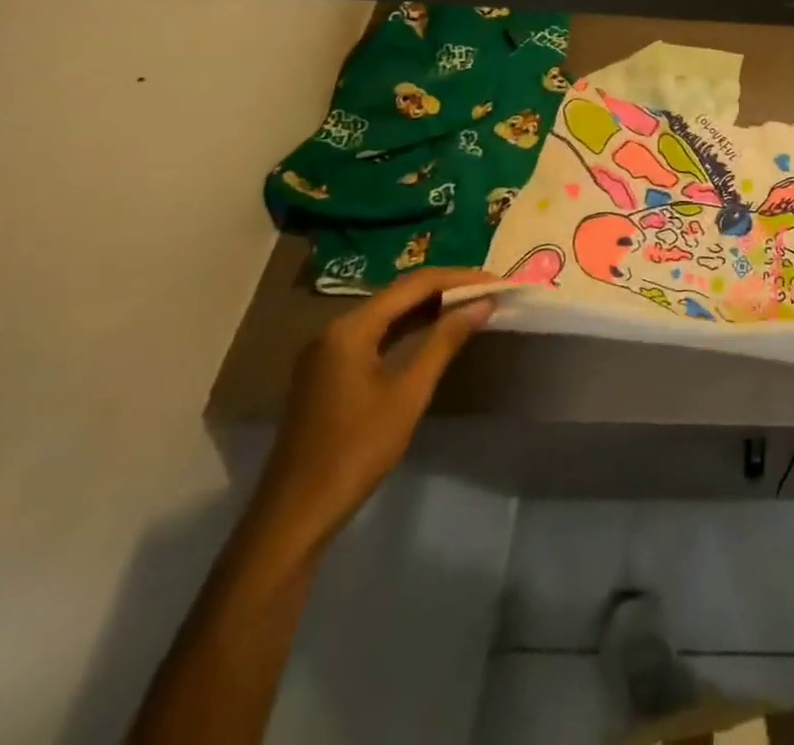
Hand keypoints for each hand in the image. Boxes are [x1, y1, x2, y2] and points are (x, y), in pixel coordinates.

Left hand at [247, 268, 496, 556]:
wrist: (295, 515)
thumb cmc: (356, 450)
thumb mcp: (408, 392)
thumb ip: (445, 340)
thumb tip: (483, 302)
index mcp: (350, 329)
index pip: (415, 284)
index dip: (460, 278)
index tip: (498, 282)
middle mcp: (335, 330)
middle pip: (400, 293)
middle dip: (447, 288)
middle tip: (490, 291)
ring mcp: (328, 352)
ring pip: (389, 313)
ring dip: (431, 307)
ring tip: (473, 306)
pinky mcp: (330, 372)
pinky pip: (377, 334)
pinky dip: (410, 327)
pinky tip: (437, 332)